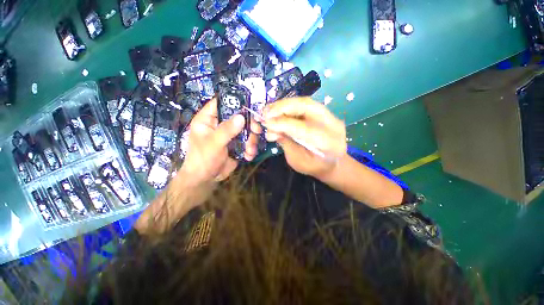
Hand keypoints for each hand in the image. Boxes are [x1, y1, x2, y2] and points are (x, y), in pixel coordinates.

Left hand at [180, 98, 261, 184]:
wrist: (207, 179)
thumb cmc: (203, 159)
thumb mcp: (213, 143)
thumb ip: (226, 130)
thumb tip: (241, 117)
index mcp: (208, 119)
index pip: (220, 103)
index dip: (233, 101)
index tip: (248, 106)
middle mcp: (219, 124)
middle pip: (238, 117)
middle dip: (249, 125)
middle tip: (257, 131)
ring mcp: (229, 135)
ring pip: (245, 130)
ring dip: (251, 139)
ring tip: (250, 150)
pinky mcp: (236, 144)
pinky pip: (247, 141)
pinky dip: (250, 148)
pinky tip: (248, 155)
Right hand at [263, 97, 346, 179]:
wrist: (332, 163)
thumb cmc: (314, 166)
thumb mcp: (297, 161)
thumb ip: (286, 144)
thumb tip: (270, 129)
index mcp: (329, 144)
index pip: (304, 129)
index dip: (283, 124)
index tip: (266, 123)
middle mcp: (333, 125)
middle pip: (307, 106)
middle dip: (283, 107)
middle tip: (266, 113)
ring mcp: (331, 116)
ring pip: (305, 102)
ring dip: (284, 105)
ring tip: (268, 111)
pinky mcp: (324, 112)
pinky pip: (304, 104)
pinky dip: (288, 106)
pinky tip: (277, 110)